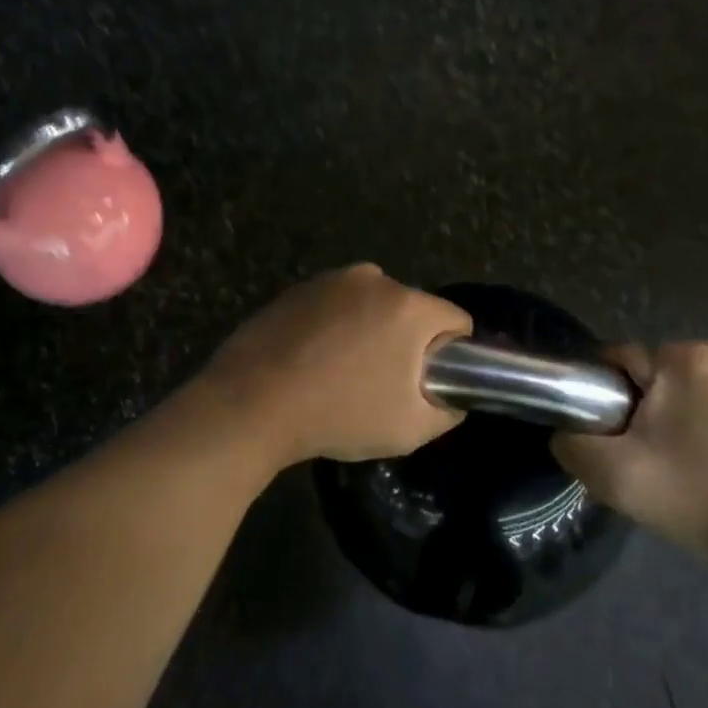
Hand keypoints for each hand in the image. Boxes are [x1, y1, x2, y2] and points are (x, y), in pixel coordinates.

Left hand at [196, 265, 472, 466]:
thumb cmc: (340, 414)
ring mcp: (331, 280)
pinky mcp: (298, 288)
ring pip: (371, 306)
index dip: (453, 352)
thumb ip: (447, 410)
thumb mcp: (410, 429)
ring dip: (370, 331)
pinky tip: (312, 361)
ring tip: (342, 373)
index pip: (456, 320)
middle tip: (384, 383)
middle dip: (407, 341)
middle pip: (412, 310)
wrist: (251, 402)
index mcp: (409, 306)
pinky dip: (335, 327)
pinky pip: (335, 306)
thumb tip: (451, 397)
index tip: (430, 380)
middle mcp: (374, 279)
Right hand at [551, 341, 707, 568]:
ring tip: (671, 466)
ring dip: (660, 419)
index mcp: (682, 356)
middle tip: (643, 463)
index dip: (601, 404)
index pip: (613, 364)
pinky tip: (698, 461)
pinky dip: (689, 423)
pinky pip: (700, 398)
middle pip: (642, 376)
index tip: (615, 446)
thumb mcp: (614, 476)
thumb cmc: (699, 499)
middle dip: (633, 412)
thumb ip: (571, 443)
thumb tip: (567, 431)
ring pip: (670, 388)